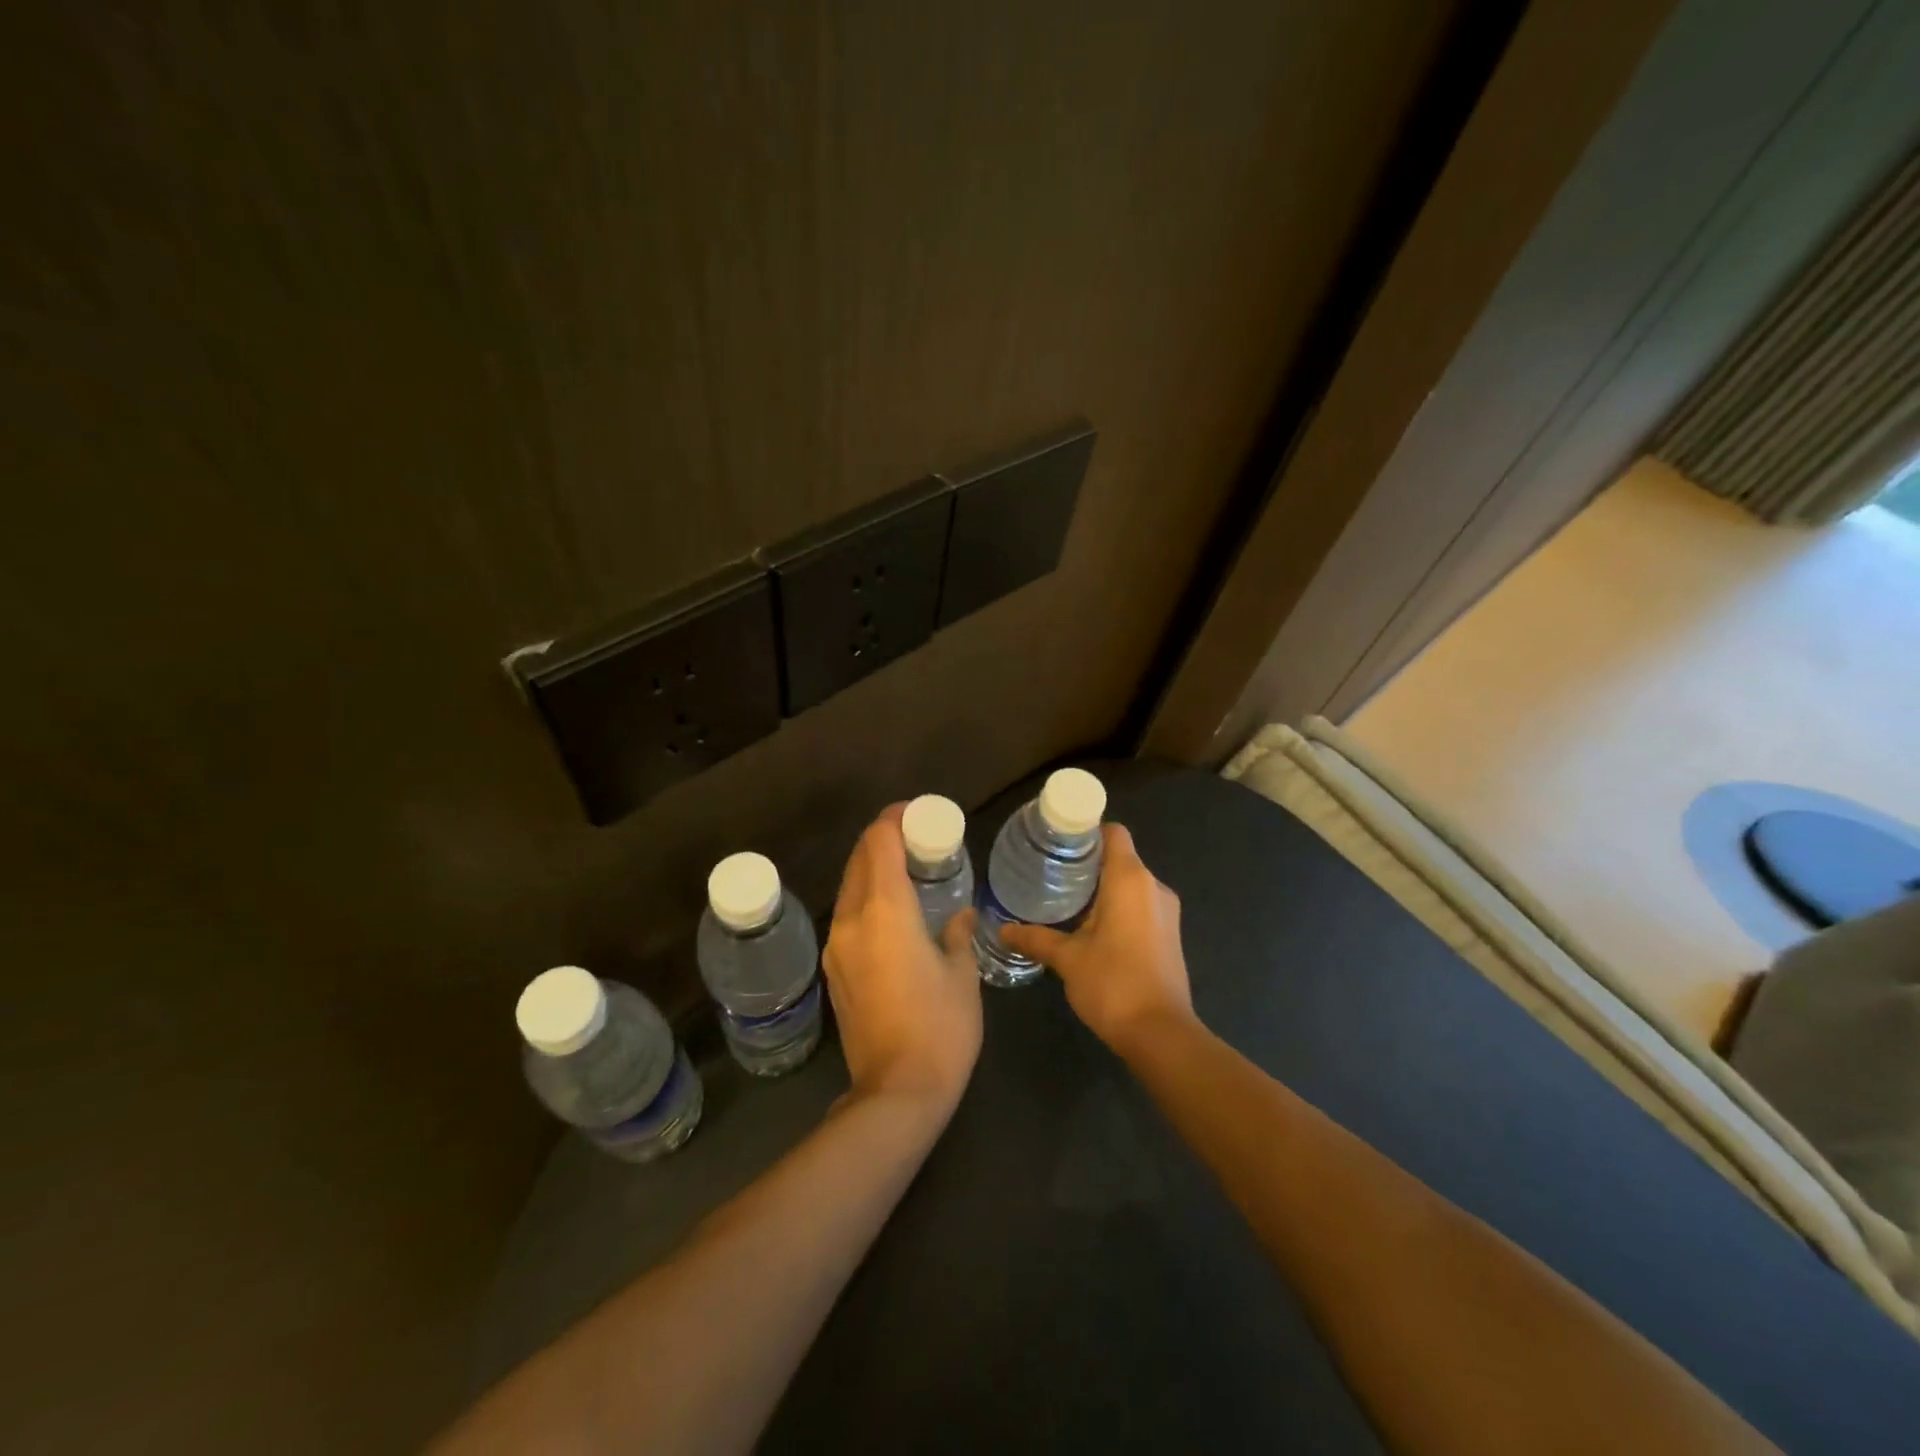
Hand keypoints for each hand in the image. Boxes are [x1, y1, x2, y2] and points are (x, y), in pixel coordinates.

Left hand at [822, 805, 982, 1113]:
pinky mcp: (833, 970)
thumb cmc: (941, 1027)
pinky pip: (847, 915)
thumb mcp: (963, 975)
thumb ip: (959, 935)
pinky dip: (866, 898)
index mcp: (886, 911)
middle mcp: (852, 920)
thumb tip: (961, 916)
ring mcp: (836, 946)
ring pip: (849, 887)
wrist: (897, 1092)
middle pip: (859, 859)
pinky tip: (892, 912)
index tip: (917, 813)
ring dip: (872, 868)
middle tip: (917, 838)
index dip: (894, 818)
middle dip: (883, 839)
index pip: (879, 842)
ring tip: (906, 871)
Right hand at [1000, 823, 1192, 1055]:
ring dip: (1103, 887)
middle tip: (1051, 871)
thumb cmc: (1113, 984)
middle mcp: (1153, 886)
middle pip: (1120, 857)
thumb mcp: (1067, 958)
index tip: (1058, 842)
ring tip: (1066, 899)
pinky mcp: (1170, 934)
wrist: (1161, 1034)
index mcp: (1130, 879)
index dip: (1087, 831)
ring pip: (1131, 883)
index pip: (1113, 832)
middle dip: (1088, 862)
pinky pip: (1141, 905)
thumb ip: (1036, 937)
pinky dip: (1118, 907)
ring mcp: (1166, 911)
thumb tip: (1002, 928)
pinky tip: (1091, 927)